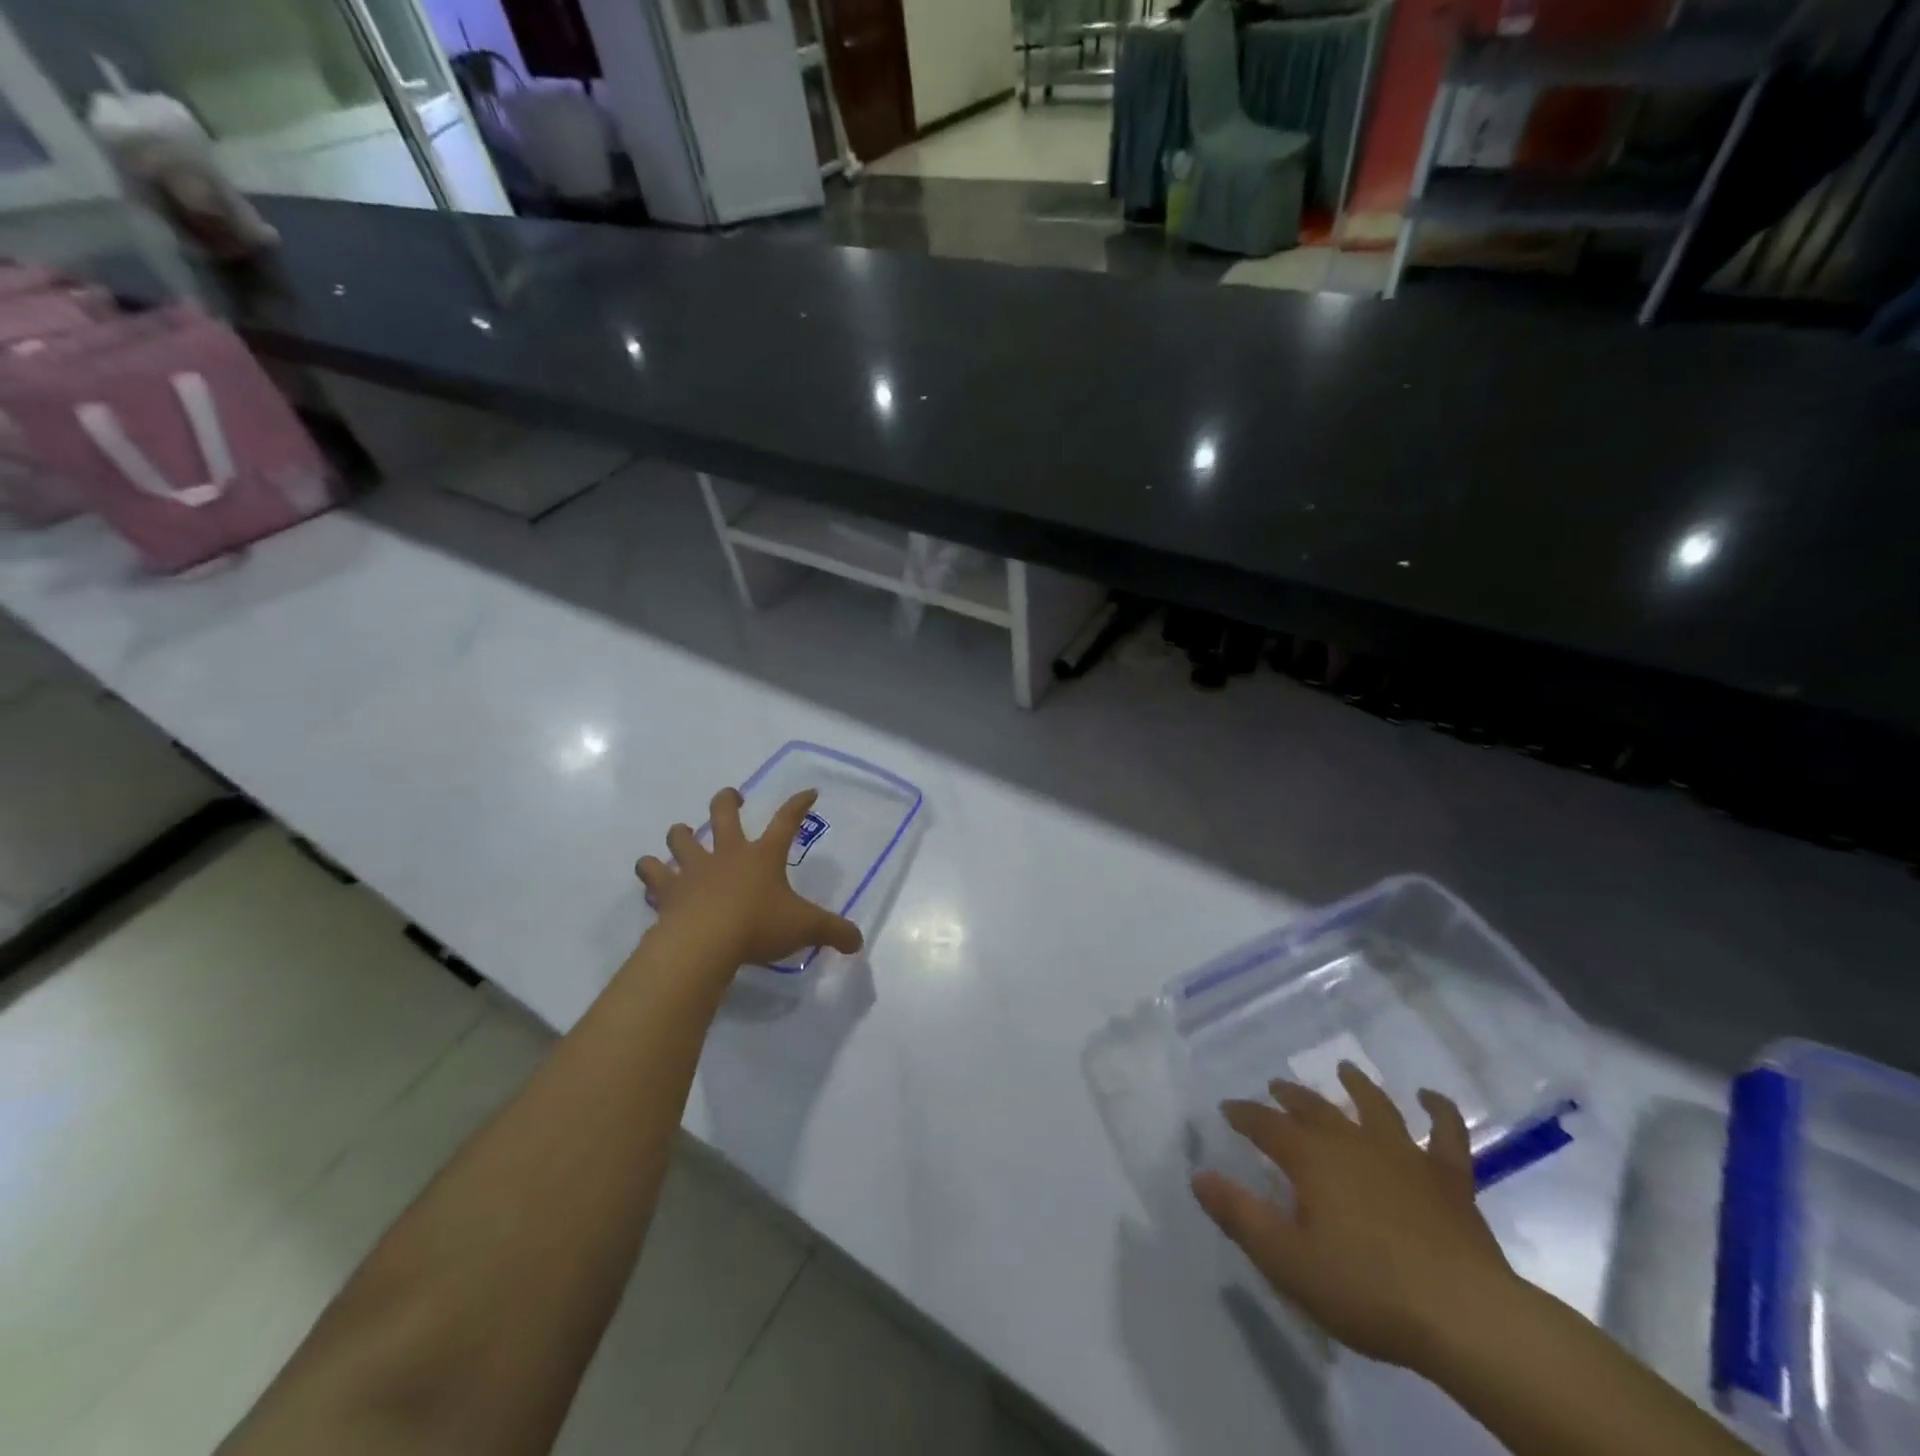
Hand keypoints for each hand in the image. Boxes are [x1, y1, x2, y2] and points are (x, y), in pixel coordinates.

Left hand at [636, 787, 863, 972]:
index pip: (786, 821)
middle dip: (728, 800)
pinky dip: (651, 873)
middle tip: (732, 798)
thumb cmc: (758, 926)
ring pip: (680, 838)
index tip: (809, 792)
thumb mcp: (805, 928)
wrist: (703, 944)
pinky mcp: (668, 892)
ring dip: (681, 834)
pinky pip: (652, 875)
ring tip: (683, 835)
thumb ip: (833, 932)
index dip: (799, 805)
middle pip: (723, 813)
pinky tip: (653, 877)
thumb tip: (857, 941)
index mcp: (763, 856)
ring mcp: (693, 870)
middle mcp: (727, 854)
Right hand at [1192, 1064, 1518, 1371]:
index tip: (1227, 1109)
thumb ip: (1240, 1215)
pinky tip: (1430, 1097)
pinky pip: (1446, 1134)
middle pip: (1314, 1109)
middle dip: (1290, 1097)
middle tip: (1276, 1086)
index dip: (1244, 1115)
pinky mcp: (1449, 1179)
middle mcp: (1352, 1142)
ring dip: (1357, 1086)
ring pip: (1375, 1107)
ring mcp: (1405, 1155)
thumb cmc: (1366, 1289)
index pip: (1265, 1125)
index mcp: (1311, 1158)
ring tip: (1344, 1070)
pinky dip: (1439, 1111)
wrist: (1465, 1317)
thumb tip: (1199, 1175)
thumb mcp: (1287, 1260)